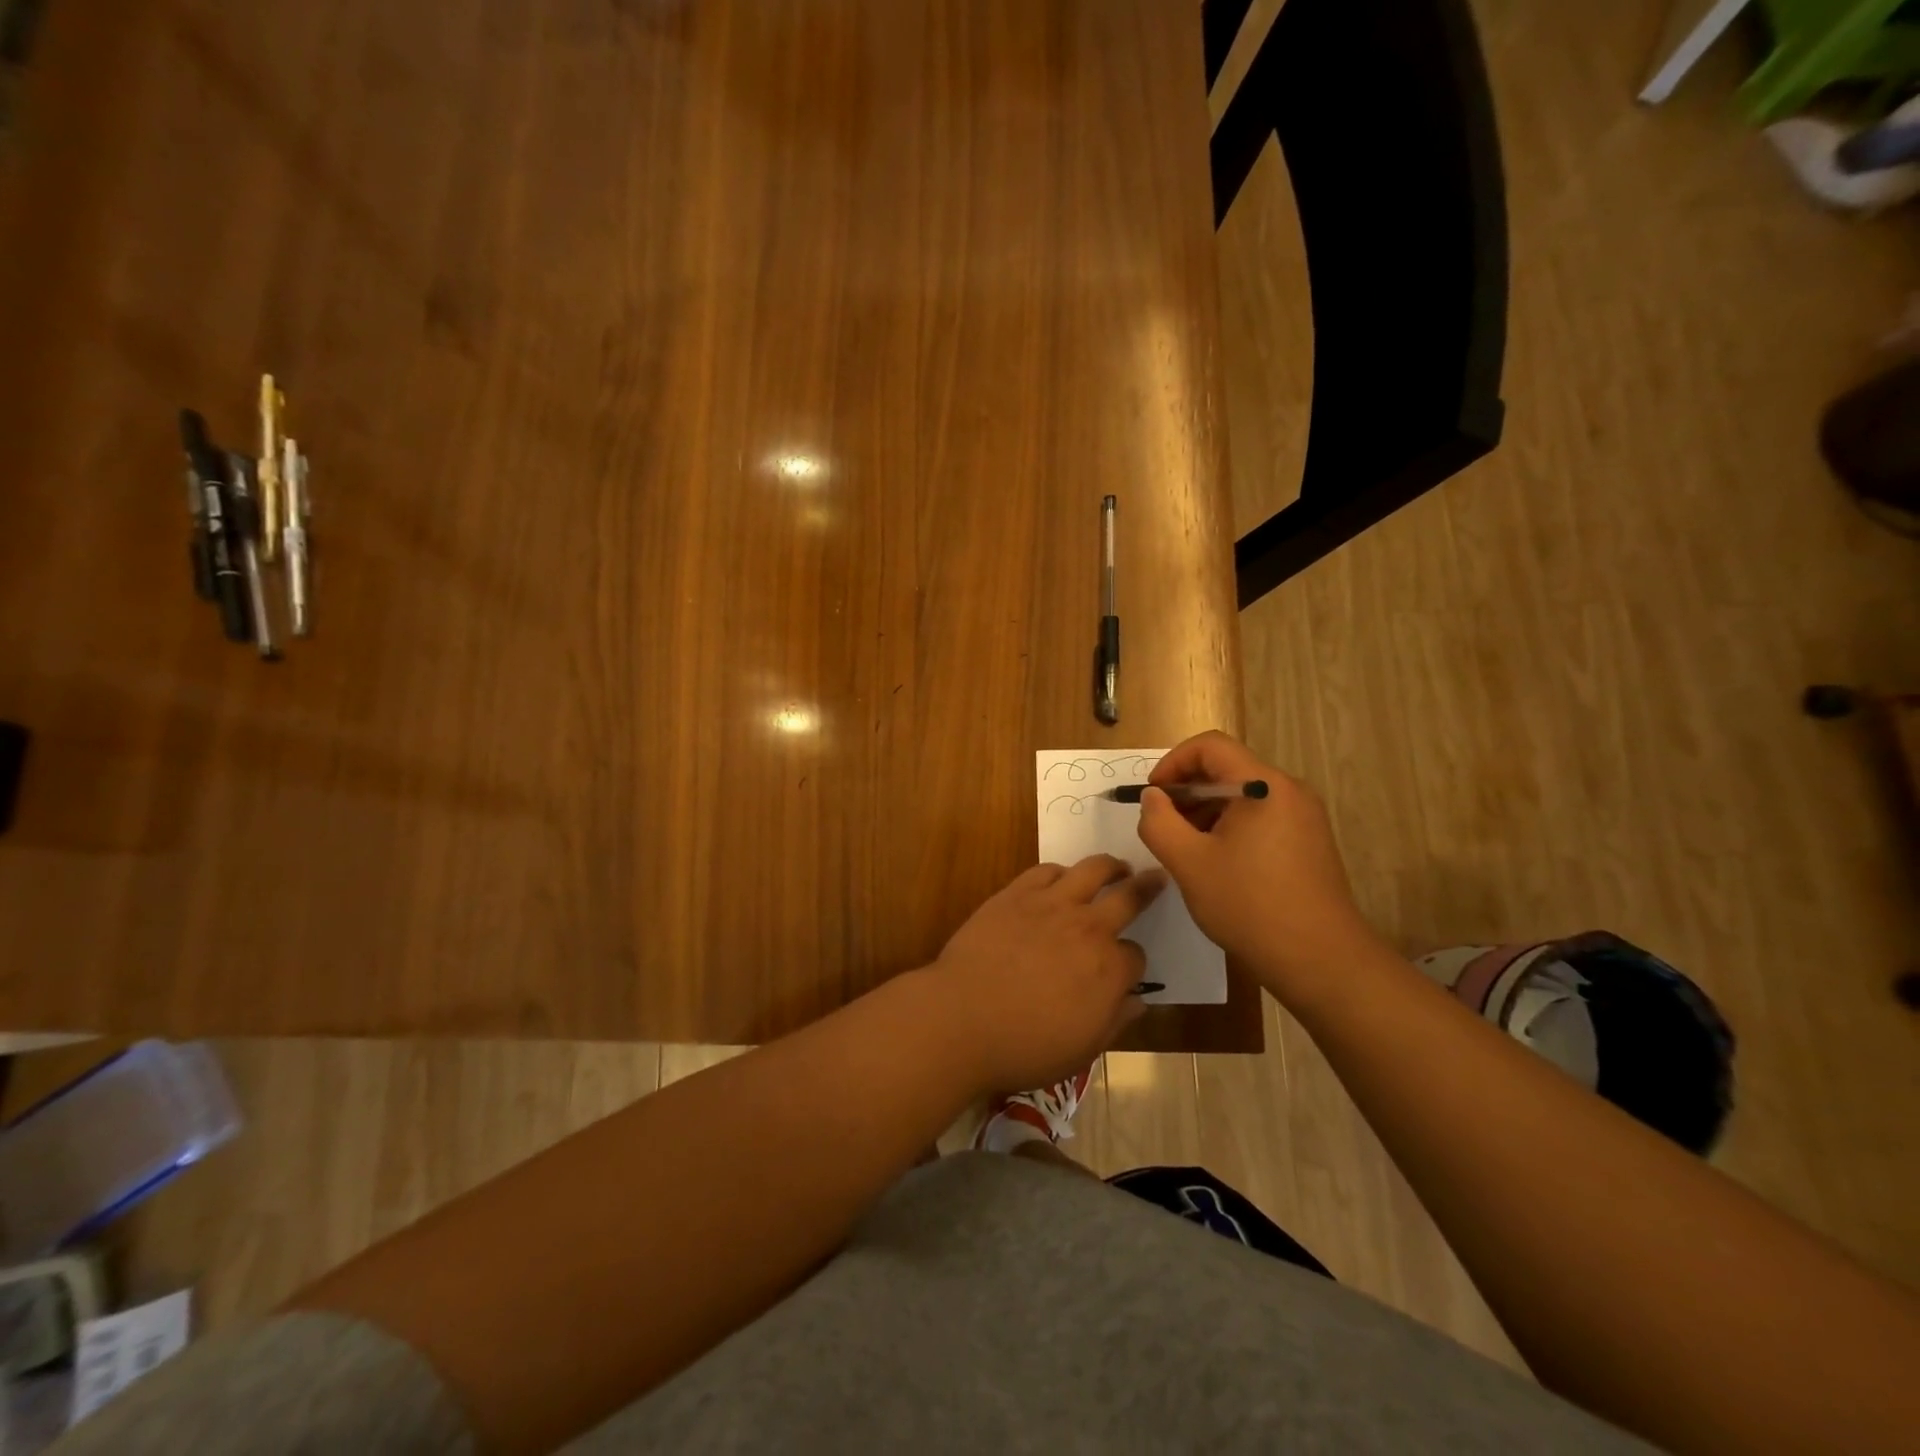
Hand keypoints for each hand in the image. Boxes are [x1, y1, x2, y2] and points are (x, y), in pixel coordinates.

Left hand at [925, 856, 1164, 1094]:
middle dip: (1146, 887)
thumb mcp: (1082, 1050)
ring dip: (1110, 866)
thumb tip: (1138, 1001)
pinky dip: (1061, 872)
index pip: (1136, 956)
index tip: (1122, 970)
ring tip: (1116, 866)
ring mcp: (1052, 904)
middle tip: (1155, 877)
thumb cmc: (1025, 1046)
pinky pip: (1047, 870)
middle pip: (1128, 897)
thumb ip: (1116, 1021)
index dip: (1131, 964)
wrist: (963, 1018)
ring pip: (1093, 869)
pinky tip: (1061, 877)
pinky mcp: (1017, 893)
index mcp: (1109, 969)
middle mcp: (1088, 928)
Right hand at [1136, 730, 1383, 1006]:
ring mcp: (1304, 817)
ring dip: (1206, 811)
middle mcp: (1289, 791)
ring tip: (1186, 850)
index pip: (1210, 746)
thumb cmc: (1249, 905)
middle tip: (1164, 827)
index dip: (1173, 762)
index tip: (1154, 796)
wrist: (1320, 960)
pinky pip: (1261, 817)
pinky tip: (1217, 864)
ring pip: (1243, 796)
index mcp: (1264, 786)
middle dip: (1188, 792)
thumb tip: (1154, 798)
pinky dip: (1230, 827)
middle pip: (1228, 769)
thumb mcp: (1188, 863)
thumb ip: (1159, 822)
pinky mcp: (1309, 842)